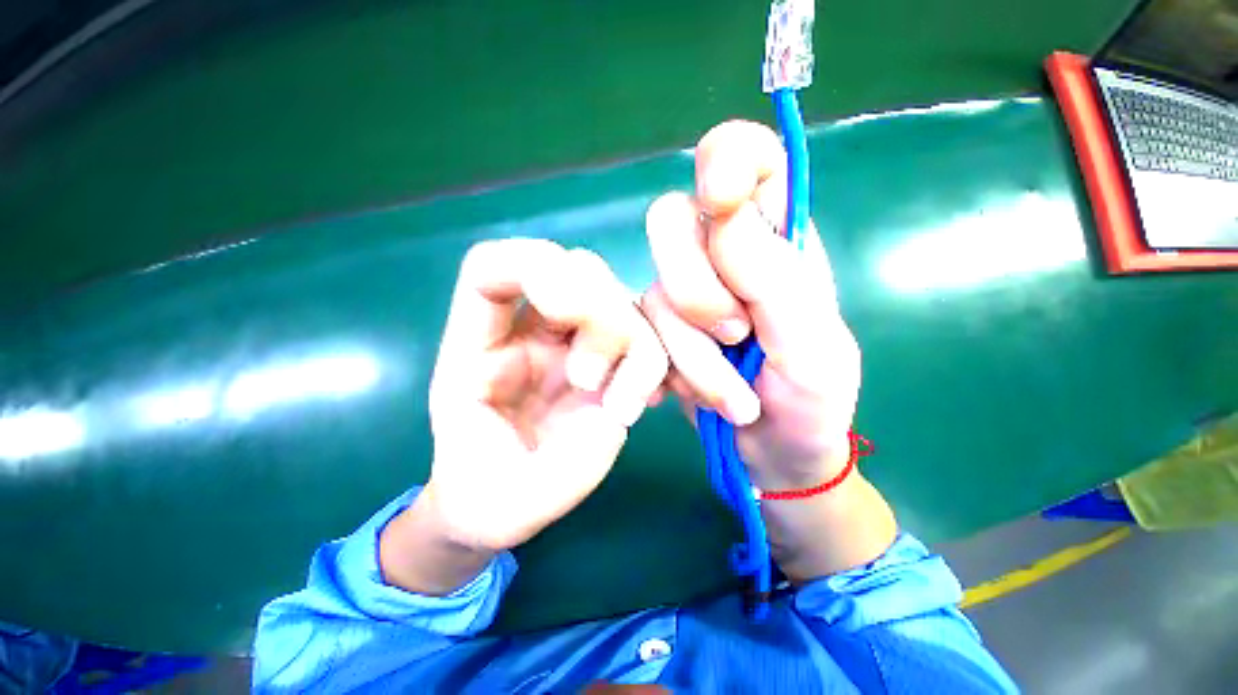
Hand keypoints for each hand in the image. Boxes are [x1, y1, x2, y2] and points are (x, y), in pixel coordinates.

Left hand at [419, 239, 667, 552]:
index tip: (557, 304)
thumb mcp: (502, 503)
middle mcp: (531, 333)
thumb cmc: (486, 497)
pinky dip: (651, 363)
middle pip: (575, 270)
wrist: (500, 501)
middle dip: (597, 314)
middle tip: (590, 382)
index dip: (525, 262)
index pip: (491, 270)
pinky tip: (641, 402)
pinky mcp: (608, 360)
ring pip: (618, 299)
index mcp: (479, 351)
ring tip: (618, 408)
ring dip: (631, 345)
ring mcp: (573, 343)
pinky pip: (645, 335)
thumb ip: (559, 467)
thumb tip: (613, 412)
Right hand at [641, 120, 860, 491]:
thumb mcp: (811, 344)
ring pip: (655, 290)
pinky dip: (671, 370)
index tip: (721, 201)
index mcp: (777, 240)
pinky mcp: (658, 329)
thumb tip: (722, 212)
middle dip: (697, 289)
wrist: (774, 453)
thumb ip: (776, 278)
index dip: (726, 161)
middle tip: (736, 334)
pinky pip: (640, 332)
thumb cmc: (810, 401)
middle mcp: (722, 255)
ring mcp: (684, 293)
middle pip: (670, 220)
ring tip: (732, 395)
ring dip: (692, 353)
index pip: (747, 158)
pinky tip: (693, 393)